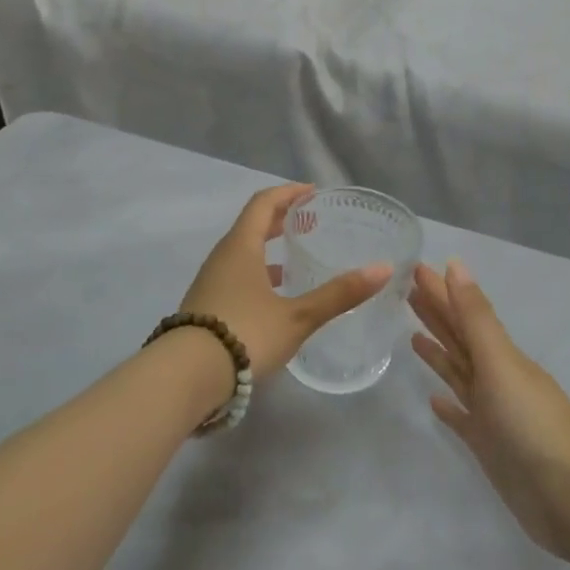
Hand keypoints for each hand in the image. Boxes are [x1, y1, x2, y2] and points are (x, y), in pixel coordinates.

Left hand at [181, 185, 392, 382]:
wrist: (186, 377)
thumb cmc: (245, 334)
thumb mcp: (298, 316)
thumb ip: (339, 294)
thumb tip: (383, 269)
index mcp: (241, 247)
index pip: (263, 203)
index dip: (288, 193)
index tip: (312, 192)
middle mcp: (222, 257)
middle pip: (251, 225)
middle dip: (279, 218)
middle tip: (308, 220)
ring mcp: (210, 282)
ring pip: (242, 253)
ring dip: (267, 248)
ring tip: (295, 258)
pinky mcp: (206, 306)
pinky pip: (236, 275)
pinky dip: (257, 273)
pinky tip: (274, 297)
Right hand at [410, 260, 569, 563]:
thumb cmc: (532, 423)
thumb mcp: (501, 363)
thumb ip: (476, 317)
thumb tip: (456, 265)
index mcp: (500, 355)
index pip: (462, 314)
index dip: (440, 291)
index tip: (414, 268)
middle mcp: (496, 378)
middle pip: (459, 339)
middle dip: (436, 314)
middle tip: (406, 292)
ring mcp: (492, 413)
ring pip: (459, 374)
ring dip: (439, 354)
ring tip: (413, 336)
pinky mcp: (488, 446)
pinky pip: (462, 418)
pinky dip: (448, 408)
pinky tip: (433, 402)